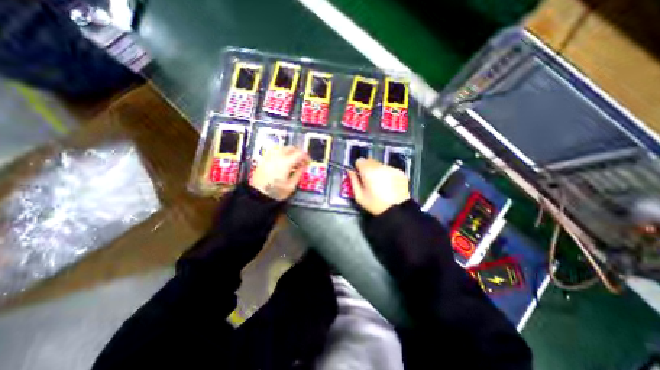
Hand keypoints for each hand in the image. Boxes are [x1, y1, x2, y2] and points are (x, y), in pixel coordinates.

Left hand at [251, 146, 309, 199]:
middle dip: (298, 153)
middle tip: (301, 161)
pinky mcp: (264, 159)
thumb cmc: (275, 191)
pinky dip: (282, 154)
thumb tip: (303, 167)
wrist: (257, 194)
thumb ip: (299, 174)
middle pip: (291, 148)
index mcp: (287, 162)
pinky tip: (283, 162)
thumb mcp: (291, 186)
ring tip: (292, 162)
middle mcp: (278, 156)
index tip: (308, 162)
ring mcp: (270, 156)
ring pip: (283, 148)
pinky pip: (275, 152)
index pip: (300, 153)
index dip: (306, 157)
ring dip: (290, 152)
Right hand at [348, 158, 410, 214]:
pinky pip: (389, 169)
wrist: (397, 211)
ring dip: (378, 170)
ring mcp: (391, 168)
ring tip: (380, 182)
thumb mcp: (359, 196)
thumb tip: (350, 171)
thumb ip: (353, 181)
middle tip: (369, 179)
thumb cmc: (375, 204)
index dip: (358, 167)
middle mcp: (380, 167)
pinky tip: (389, 184)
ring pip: (380, 164)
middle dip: (367, 167)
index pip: (360, 160)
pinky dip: (387, 173)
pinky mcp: (400, 172)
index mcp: (369, 172)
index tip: (359, 174)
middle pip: (370, 160)